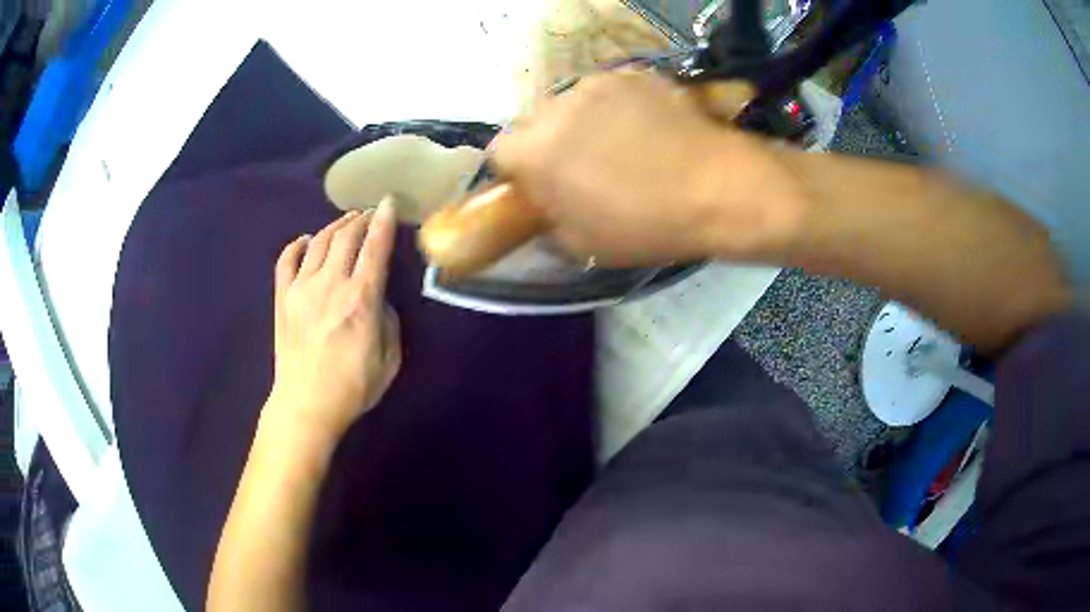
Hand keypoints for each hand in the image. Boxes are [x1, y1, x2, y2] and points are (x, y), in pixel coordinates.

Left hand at [269, 202, 401, 438]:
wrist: (306, 405)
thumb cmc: (353, 387)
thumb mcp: (390, 358)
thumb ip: (388, 319)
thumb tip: (378, 297)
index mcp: (361, 298)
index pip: (375, 246)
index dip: (384, 220)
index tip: (389, 202)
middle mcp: (330, 284)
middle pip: (346, 236)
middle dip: (361, 218)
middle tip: (369, 214)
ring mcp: (302, 288)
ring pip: (320, 242)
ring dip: (335, 226)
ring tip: (346, 222)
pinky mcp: (282, 298)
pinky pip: (286, 260)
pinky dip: (298, 245)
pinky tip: (307, 241)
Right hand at [493, 70, 807, 265]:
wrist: (719, 188)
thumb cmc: (647, 225)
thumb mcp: (584, 244)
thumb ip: (549, 219)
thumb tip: (546, 204)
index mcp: (535, 150)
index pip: (500, 152)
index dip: (519, 171)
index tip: (541, 187)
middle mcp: (557, 106)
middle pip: (536, 122)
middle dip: (550, 143)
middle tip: (584, 168)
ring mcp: (599, 83)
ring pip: (574, 103)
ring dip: (585, 122)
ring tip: (624, 146)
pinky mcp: (635, 74)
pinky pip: (612, 91)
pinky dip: (620, 108)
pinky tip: (650, 129)